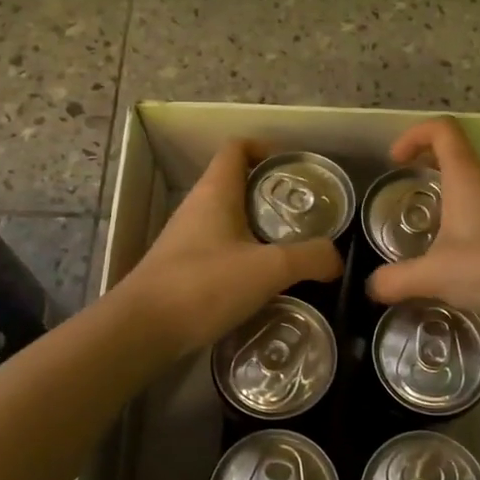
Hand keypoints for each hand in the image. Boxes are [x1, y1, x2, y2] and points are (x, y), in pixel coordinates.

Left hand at [119, 140, 342, 352]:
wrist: (143, 330)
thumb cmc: (205, 285)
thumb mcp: (268, 269)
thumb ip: (309, 258)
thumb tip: (336, 259)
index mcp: (215, 192)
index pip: (238, 149)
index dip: (266, 149)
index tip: (295, 169)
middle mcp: (198, 207)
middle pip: (237, 184)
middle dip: (272, 194)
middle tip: (306, 215)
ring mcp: (186, 239)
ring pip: (229, 219)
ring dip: (260, 228)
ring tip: (293, 248)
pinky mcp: (183, 268)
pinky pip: (220, 248)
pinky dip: (245, 255)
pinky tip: (264, 281)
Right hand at [365, 117, 479, 320]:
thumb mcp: (437, 276)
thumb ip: (397, 280)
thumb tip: (371, 287)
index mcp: (467, 177)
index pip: (442, 130)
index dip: (414, 135)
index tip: (395, 161)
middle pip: (455, 155)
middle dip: (425, 165)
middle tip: (404, 190)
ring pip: (470, 187)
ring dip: (445, 197)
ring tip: (423, 232)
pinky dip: (462, 222)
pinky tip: (454, 259)